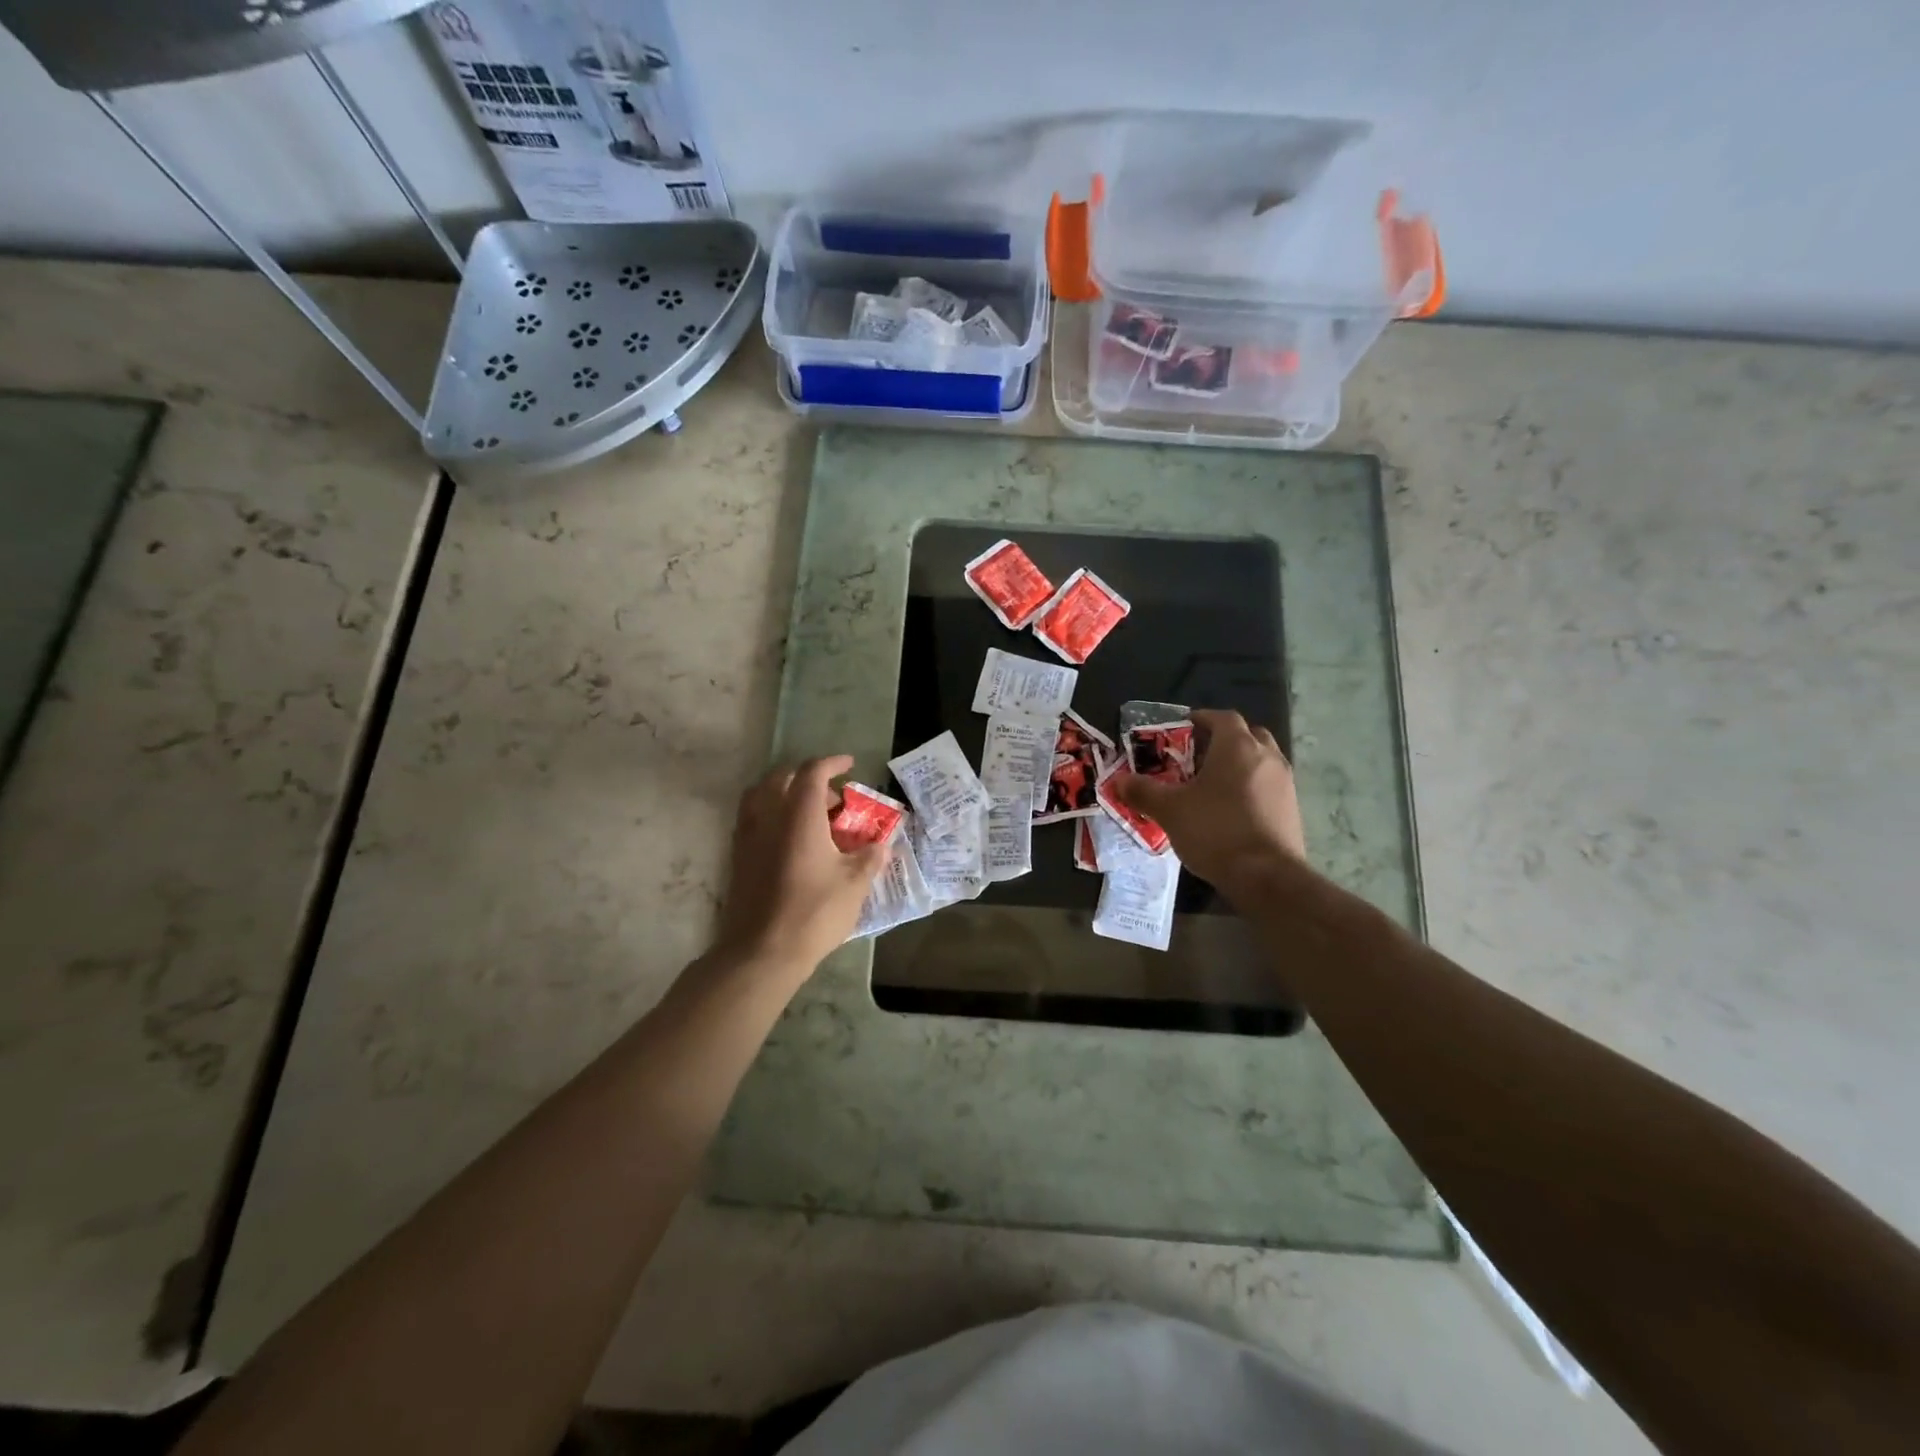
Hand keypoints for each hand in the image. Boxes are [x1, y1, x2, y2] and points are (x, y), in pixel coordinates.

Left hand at [713, 755, 887, 977]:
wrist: (762, 952)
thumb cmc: (814, 913)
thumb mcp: (855, 885)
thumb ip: (870, 857)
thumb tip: (881, 843)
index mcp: (799, 815)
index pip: (812, 772)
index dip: (832, 763)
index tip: (849, 765)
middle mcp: (769, 817)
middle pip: (782, 778)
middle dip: (808, 778)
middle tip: (833, 799)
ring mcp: (748, 836)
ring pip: (761, 795)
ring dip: (784, 793)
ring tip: (808, 814)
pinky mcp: (738, 857)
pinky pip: (752, 818)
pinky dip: (771, 814)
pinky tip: (789, 839)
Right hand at [1114, 709, 1305, 896]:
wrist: (1266, 876)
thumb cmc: (1215, 830)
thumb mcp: (1169, 810)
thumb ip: (1143, 791)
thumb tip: (1119, 781)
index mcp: (1237, 746)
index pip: (1222, 717)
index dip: (1202, 718)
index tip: (1184, 727)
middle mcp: (1266, 756)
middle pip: (1247, 735)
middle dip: (1224, 740)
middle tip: (1199, 755)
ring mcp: (1285, 783)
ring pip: (1261, 760)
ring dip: (1240, 764)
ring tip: (1213, 784)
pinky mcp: (1292, 809)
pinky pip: (1269, 786)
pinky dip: (1252, 788)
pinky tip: (1232, 810)